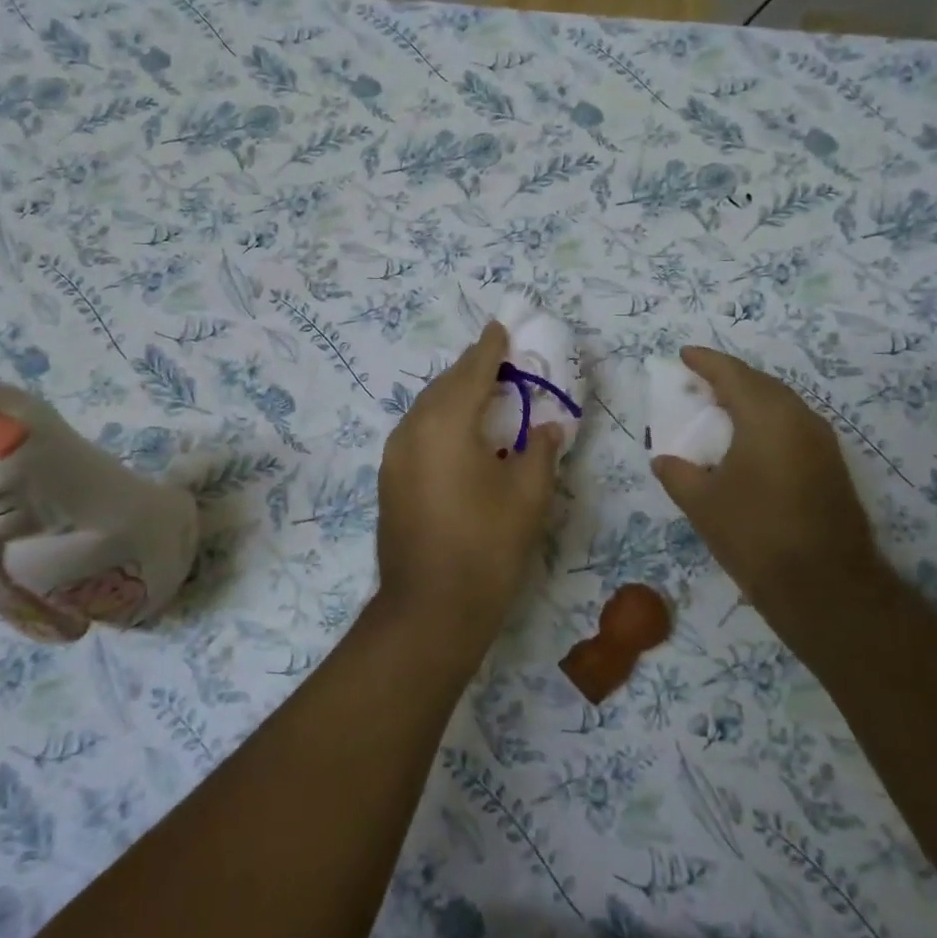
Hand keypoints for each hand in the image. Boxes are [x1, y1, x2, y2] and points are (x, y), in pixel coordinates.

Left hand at [375, 322, 562, 649]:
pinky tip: (461, 434)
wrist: (429, 609)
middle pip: (444, 385)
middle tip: (498, 359)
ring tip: (483, 393)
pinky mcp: (389, 479)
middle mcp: (412, 430)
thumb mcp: (528, 495)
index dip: (489, 348)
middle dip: (471, 369)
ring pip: (426, 409)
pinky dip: (440, 421)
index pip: (471, 371)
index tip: (501, 328)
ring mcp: (394, 456)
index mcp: (446, 424)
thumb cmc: (487, 547)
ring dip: (454, 395)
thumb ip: (540, 450)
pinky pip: (417, 432)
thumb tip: (547, 425)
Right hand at [651, 347, 890, 627]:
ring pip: (781, 403)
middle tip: (700, 381)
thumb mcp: (702, 503)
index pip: (732, 374)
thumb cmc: (755, 535)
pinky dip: (767, 421)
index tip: (684, 354)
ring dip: (751, 399)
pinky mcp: (832, 465)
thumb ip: (677, 473)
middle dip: (729, 377)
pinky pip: (793, 425)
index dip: (706, 361)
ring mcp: (822, 441)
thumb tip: (664, 460)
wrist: (826, 586)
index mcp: (766, 416)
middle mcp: (799, 418)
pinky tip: (750, 441)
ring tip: (722, 407)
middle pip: (761, 383)